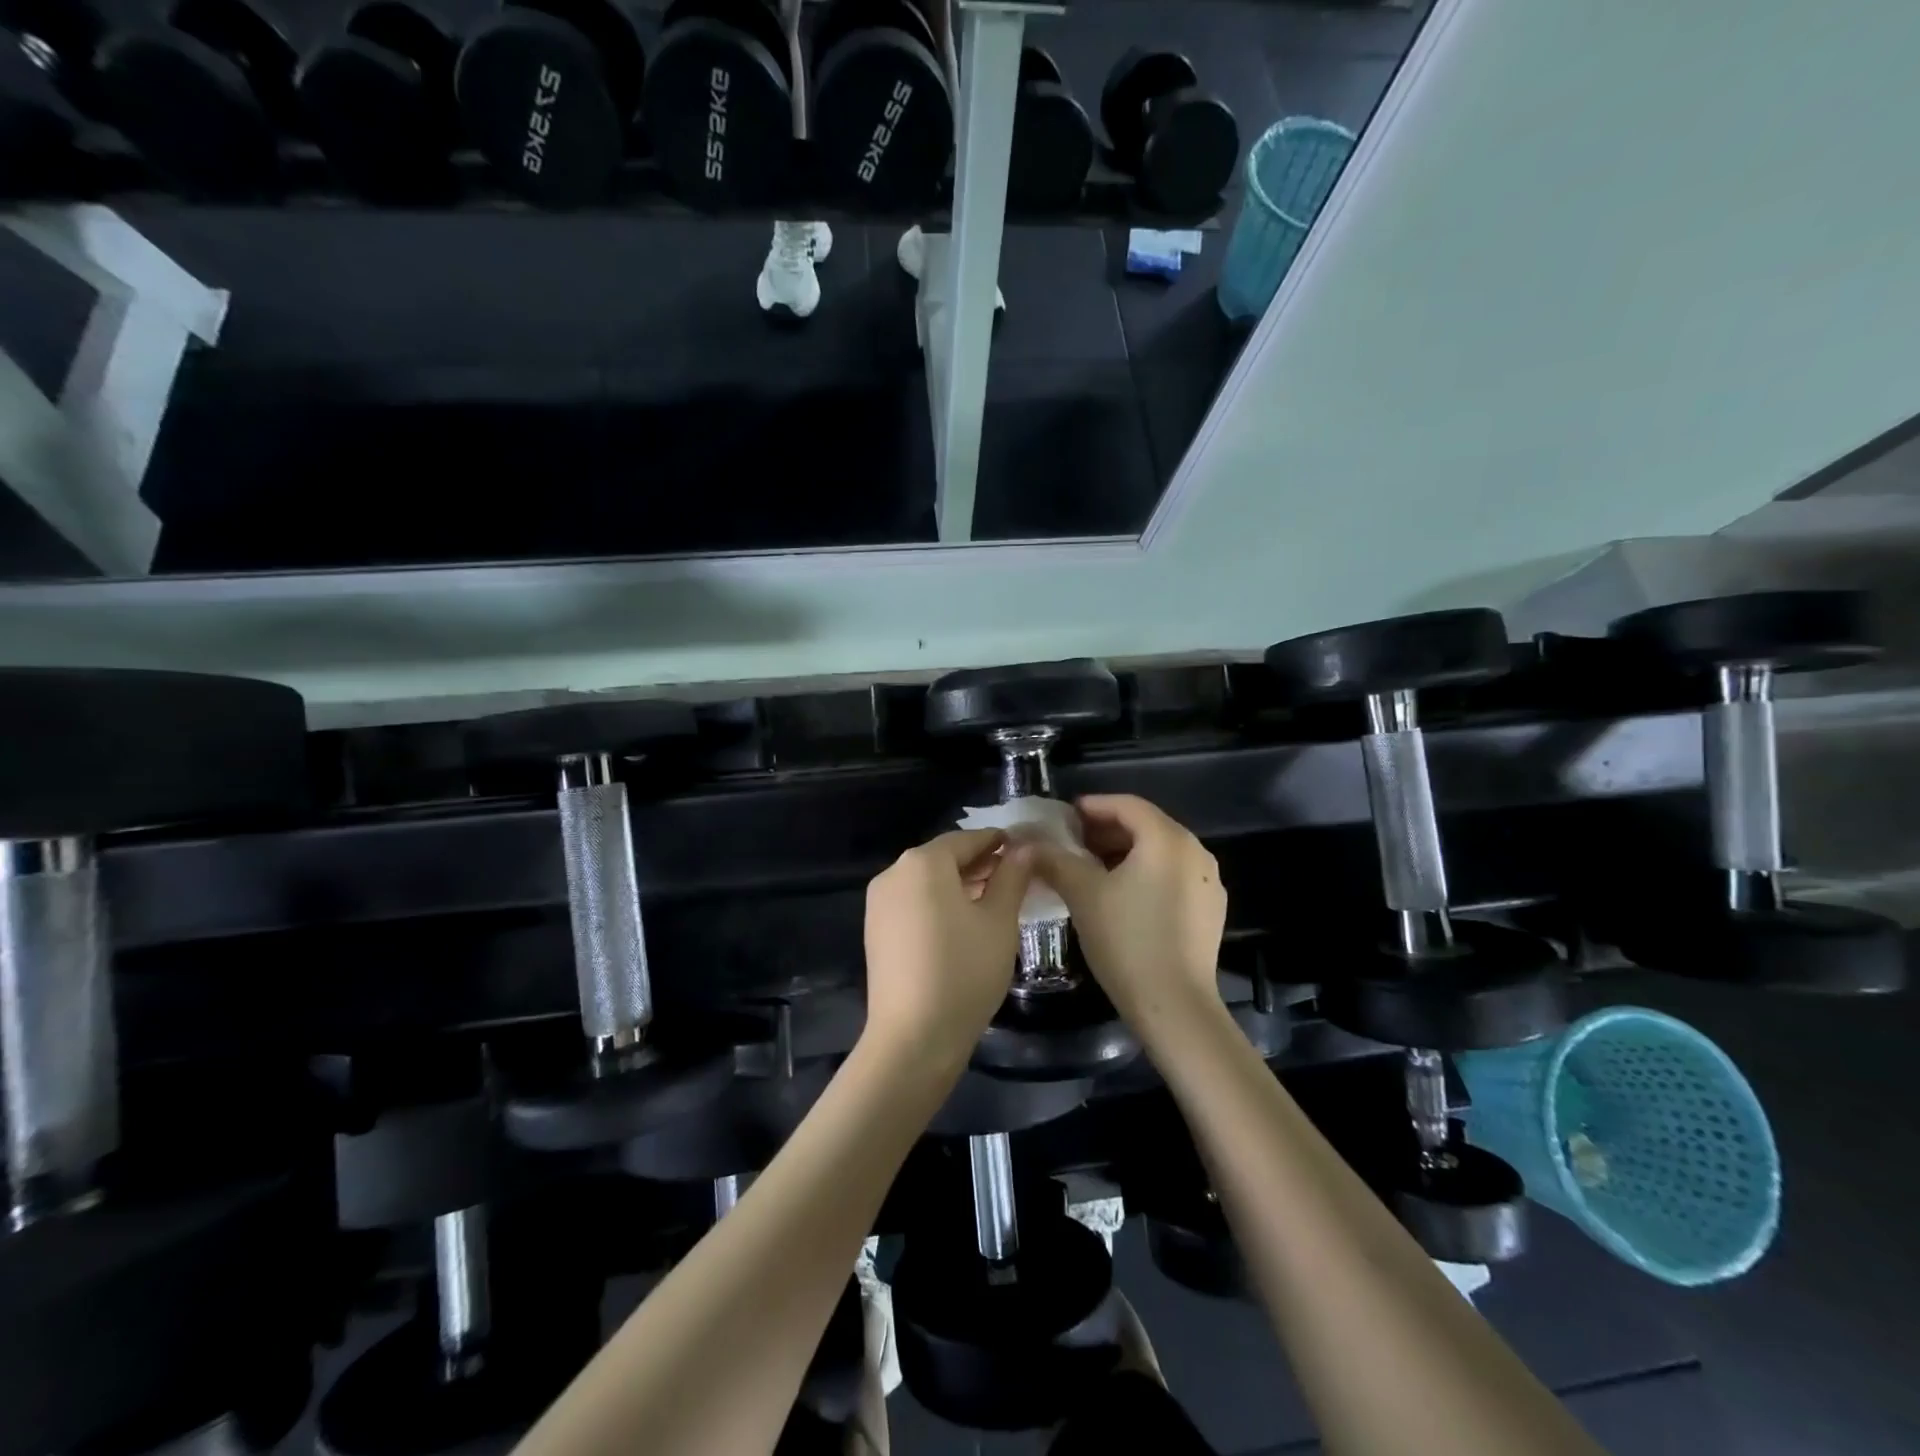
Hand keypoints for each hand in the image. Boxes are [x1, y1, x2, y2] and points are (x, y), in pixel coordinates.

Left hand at [863, 828, 1032, 1070]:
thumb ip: (1012, 876)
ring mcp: (879, 902)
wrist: (913, 1037)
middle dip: (980, 863)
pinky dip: (939, 903)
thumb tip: (1025, 848)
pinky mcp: (876, 930)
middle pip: (944, 857)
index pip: (968, 838)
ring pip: (927, 881)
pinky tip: (964, 923)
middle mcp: (894, 873)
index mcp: (923, 862)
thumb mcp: (999, 921)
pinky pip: (913, 903)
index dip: (998, 842)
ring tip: (996, 900)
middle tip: (1016, 877)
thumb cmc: (964, 971)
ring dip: (960, 884)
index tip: (1026, 849)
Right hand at [1027, 795, 1225, 1025]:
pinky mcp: (1211, 910)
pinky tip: (1121, 896)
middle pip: (1146, 826)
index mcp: (1167, 839)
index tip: (1066, 816)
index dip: (1094, 806)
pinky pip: (1173, 876)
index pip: (1128, 805)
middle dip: (1107, 830)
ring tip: (1091, 868)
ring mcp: (1208, 882)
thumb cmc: (1126, 940)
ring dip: (1125, 853)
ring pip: (1160, 852)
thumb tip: (1028, 844)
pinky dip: (1145, 874)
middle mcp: (1195, 852)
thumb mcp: (1083, 894)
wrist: (1174, 1005)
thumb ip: (1055, 860)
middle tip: (1073, 842)